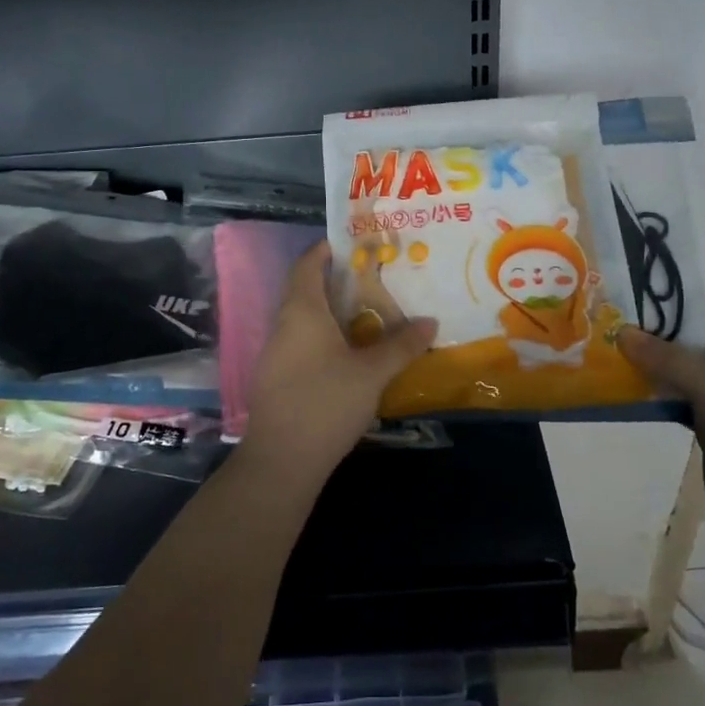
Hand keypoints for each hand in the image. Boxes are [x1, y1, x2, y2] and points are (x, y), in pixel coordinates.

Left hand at [235, 242, 436, 490]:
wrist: (282, 460)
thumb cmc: (327, 403)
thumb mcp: (372, 373)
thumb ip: (401, 345)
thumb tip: (430, 322)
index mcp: (302, 310)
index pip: (307, 264)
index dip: (326, 250)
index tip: (353, 245)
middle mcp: (283, 324)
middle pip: (304, 290)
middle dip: (335, 282)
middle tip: (372, 281)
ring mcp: (274, 353)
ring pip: (302, 319)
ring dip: (330, 312)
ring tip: (366, 316)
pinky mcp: (275, 378)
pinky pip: (299, 342)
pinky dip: (322, 337)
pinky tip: (347, 355)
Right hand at [617, 243, 704, 541]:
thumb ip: (669, 360)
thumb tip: (623, 333)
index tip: (689, 249)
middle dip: (674, 305)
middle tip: (630, 289)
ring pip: (689, 354)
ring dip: (657, 344)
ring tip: (616, 326)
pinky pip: (679, 385)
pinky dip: (655, 377)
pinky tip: (623, 371)